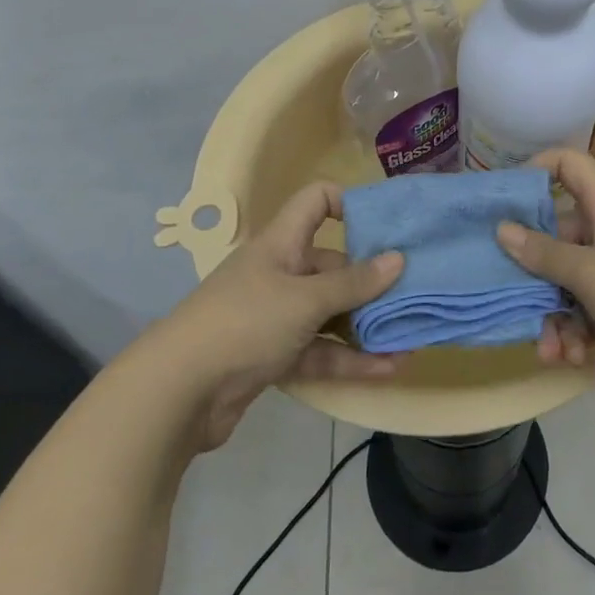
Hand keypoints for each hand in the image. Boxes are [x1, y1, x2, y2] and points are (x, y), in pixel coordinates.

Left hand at [157, 181, 403, 449]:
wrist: (178, 393)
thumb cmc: (245, 323)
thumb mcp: (305, 299)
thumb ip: (354, 283)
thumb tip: (398, 259)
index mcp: (282, 243)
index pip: (316, 201)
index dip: (349, 203)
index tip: (387, 224)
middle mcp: (281, 273)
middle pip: (334, 265)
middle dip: (373, 280)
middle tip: (416, 290)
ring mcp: (277, 317)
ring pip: (331, 313)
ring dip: (367, 325)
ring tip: (412, 334)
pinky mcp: (275, 356)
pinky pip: (321, 350)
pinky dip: (351, 358)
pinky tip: (389, 367)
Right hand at [499, 149, 594, 412]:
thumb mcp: (589, 274)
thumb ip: (543, 253)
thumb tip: (502, 229)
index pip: (570, 165)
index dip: (537, 170)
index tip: (504, 199)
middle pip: (560, 235)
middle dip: (535, 272)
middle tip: (510, 295)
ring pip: (570, 281)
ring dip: (554, 315)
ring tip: (550, 348)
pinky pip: (588, 310)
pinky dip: (575, 332)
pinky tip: (571, 358)